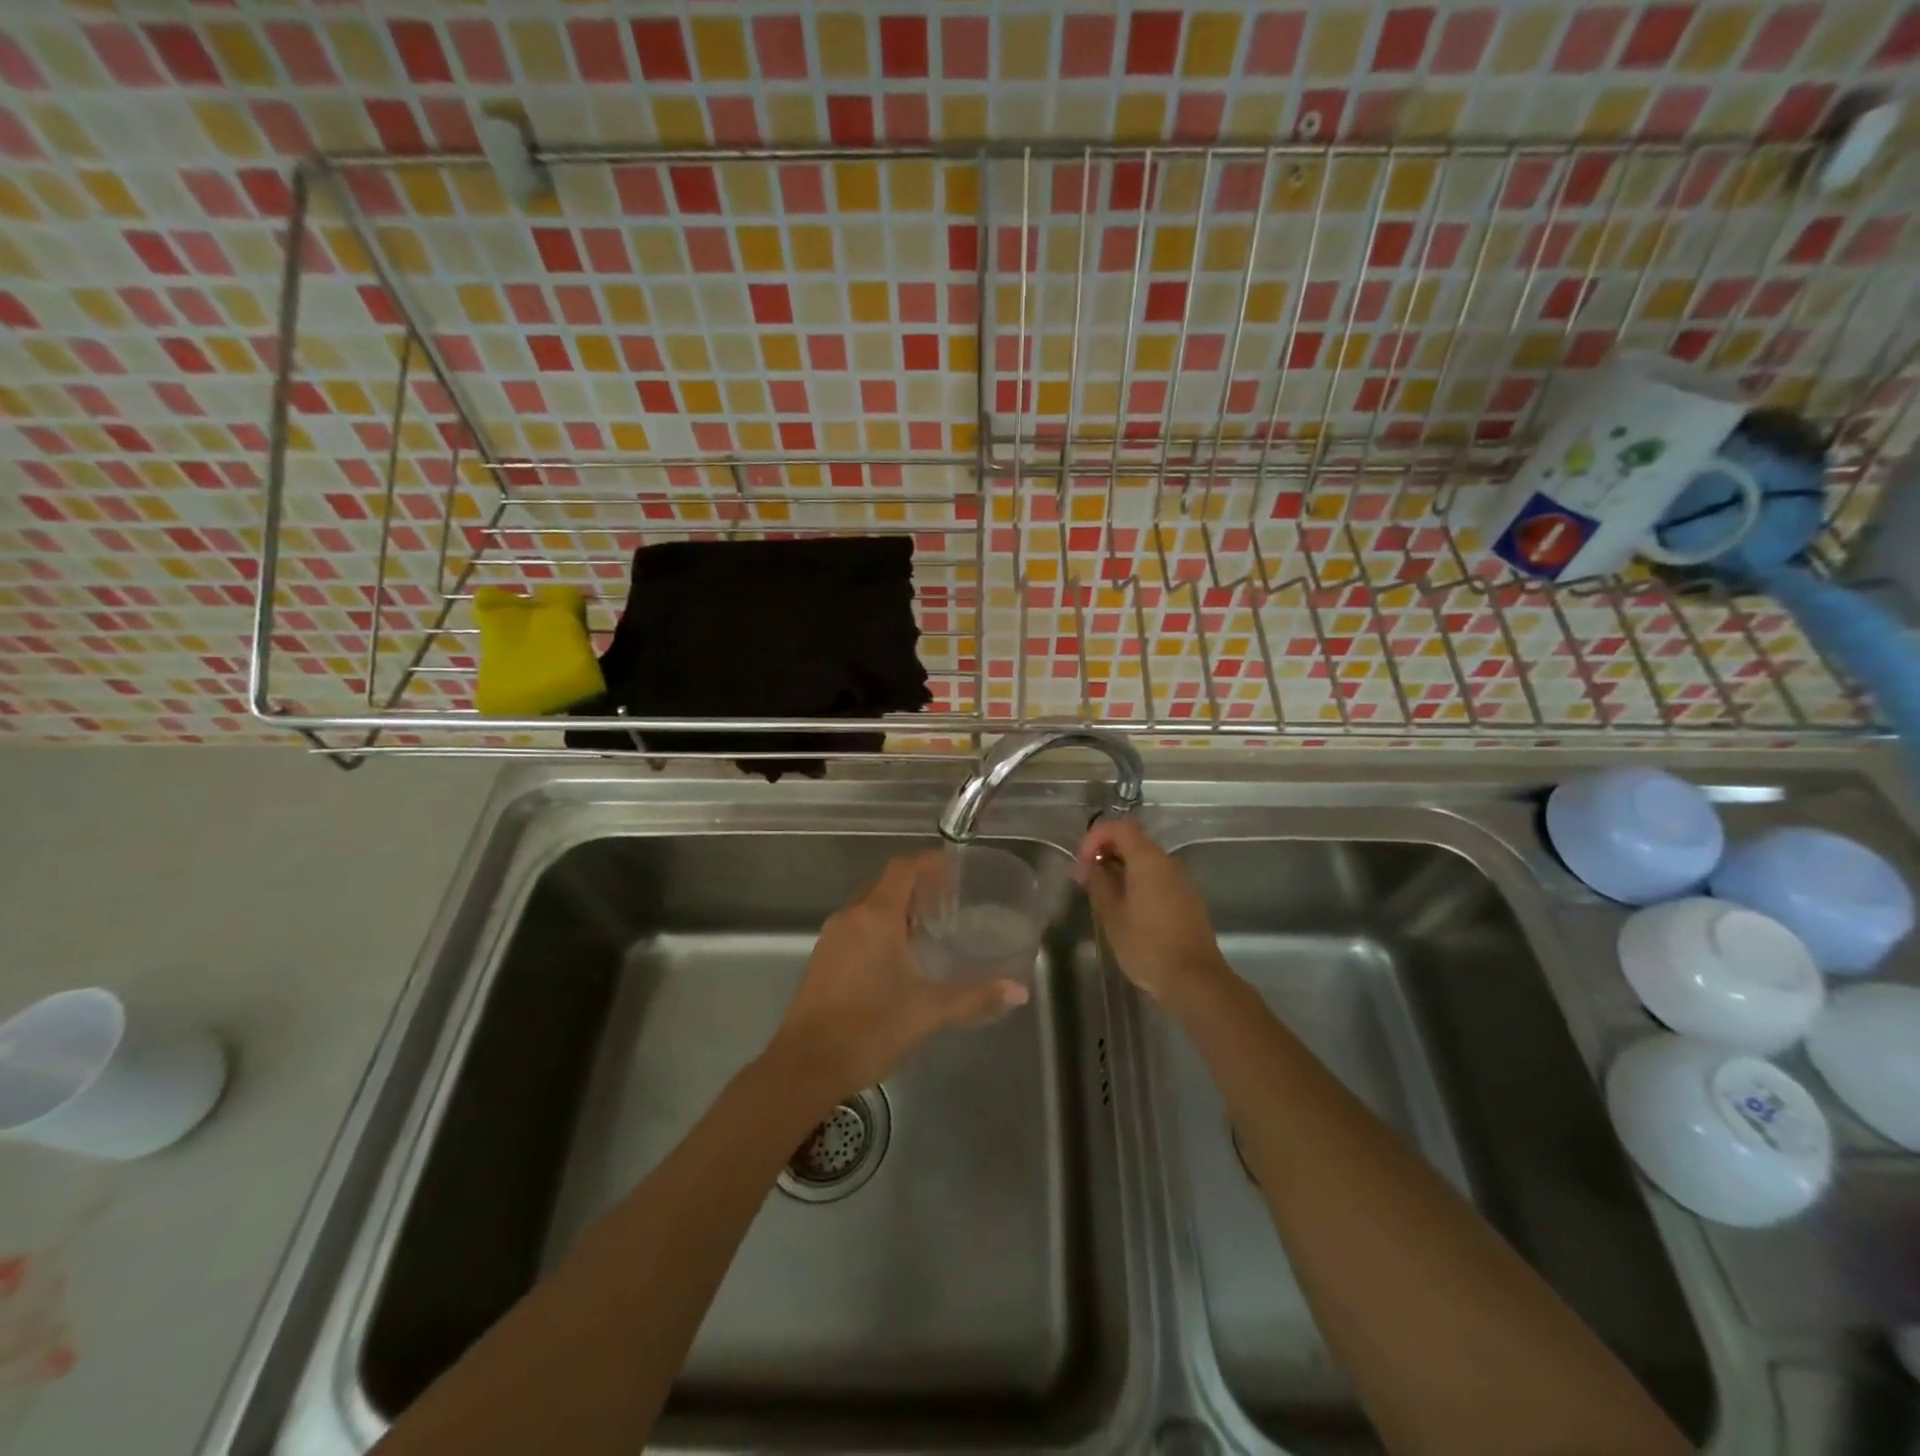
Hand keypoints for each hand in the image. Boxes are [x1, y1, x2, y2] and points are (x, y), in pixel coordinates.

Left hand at [765, 852, 1029, 1103]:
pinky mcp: (822, 959)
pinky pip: (855, 927)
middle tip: (949, 901)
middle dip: (916, 886)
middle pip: (885, 883)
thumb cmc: (869, 1029)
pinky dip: (879, 928)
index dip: (930, 862)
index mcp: (875, 917)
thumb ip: (974, 997)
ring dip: (897, 908)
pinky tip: (897, 958)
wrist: (805, 1067)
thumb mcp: (928, 1011)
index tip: (956, 869)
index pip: (903, 868)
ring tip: (928, 928)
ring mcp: (831, 937)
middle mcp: (850, 917)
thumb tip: (1019, 991)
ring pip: (868, 906)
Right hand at [1078, 818, 1231, 1008]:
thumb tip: (1089, 866)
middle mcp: (1168, 863)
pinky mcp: (1187, 899)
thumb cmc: (1148, 946)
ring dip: (1120, 868)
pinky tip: (1126, 909)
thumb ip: (1099, 883)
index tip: (1082, 863)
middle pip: (1133, 841)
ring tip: (1102, 895)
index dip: (1095, 837)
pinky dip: (1137, 882)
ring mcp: (1181, 881)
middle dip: (1106, 852)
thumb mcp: (1113, 915)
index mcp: (1149, 860)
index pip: (1119, 827)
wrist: (1195, 980)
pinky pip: (1157, 878)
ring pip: (1145, 861)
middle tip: (1086, 879)